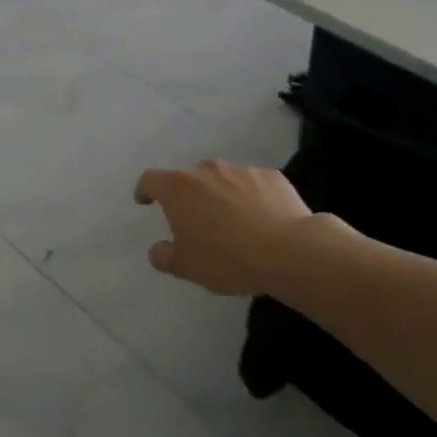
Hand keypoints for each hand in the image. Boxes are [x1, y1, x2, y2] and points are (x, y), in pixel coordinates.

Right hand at [133, 161, 319, 296]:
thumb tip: (158, 249)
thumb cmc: (227, 258)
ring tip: (231, 221)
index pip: (150, 180)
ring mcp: (241, 170)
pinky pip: (253, 184)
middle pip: (188, 178)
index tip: (145, 201)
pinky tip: (261, 218)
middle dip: (187, 196)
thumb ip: (163, 256)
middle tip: (195, 221)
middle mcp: (207, 170)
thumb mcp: (186, 267)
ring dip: (220, 195)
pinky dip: (250, 196)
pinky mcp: (272, 176)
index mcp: (178, 188)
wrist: (291, 252)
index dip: (144, 190)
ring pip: (222, 179)